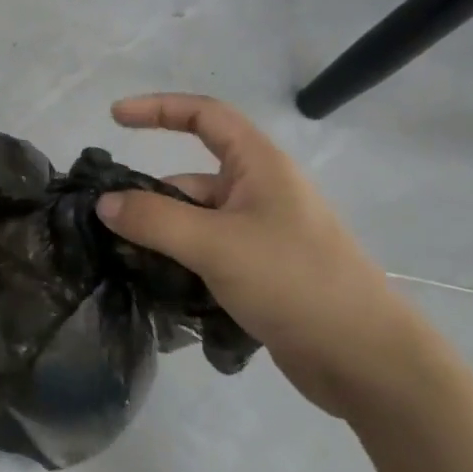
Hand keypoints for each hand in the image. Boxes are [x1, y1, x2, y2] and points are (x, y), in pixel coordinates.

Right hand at [94, 93, 428, 419]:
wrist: (368, 362)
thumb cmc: (294, 281)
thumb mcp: (216, 244)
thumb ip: (154, 220)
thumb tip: (104, 204)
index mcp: (259, 166)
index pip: (204, 115)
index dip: (158, 109)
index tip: (115, 118)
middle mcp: (261, 192)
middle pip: (192, 177)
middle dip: (151, 194)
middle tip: (107, 219)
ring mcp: (262, 235)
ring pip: (197, 221)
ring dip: (163, 236)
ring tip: (124, 261)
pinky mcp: (262, 273)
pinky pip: (208, 254)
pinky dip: (181, 262)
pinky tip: (155, 287)